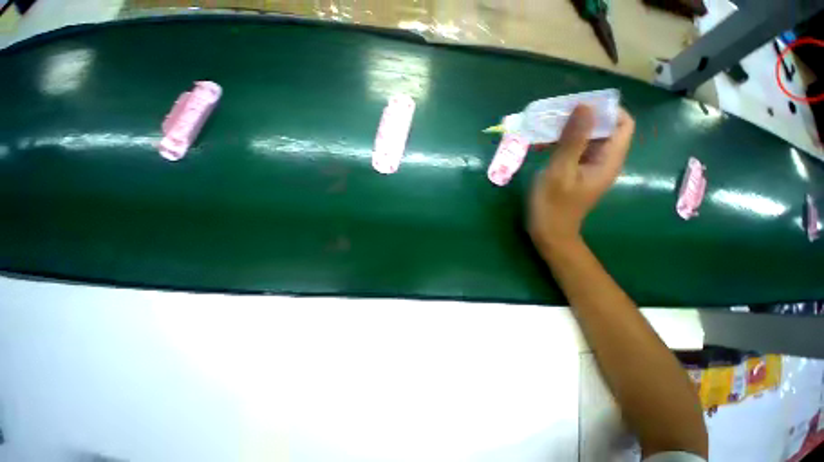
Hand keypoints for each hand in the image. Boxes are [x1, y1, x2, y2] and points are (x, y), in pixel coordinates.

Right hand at [529, 105, 634, 251]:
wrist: (548, 233)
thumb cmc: (553, 205)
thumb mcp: (560, 171)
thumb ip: (573, 140)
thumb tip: (585, 106)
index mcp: (608, 160)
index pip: (622, 123)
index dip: (606, 110)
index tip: (579, 106)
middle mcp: (604, 161)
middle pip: (603, 129)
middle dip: (582, 118)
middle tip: (555, 115)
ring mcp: (589, 168)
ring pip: (586, 139)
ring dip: (568, 131)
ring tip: (544, 129)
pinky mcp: (576, 173)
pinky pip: (574, 151)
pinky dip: (561, 144)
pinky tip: (542, 145)